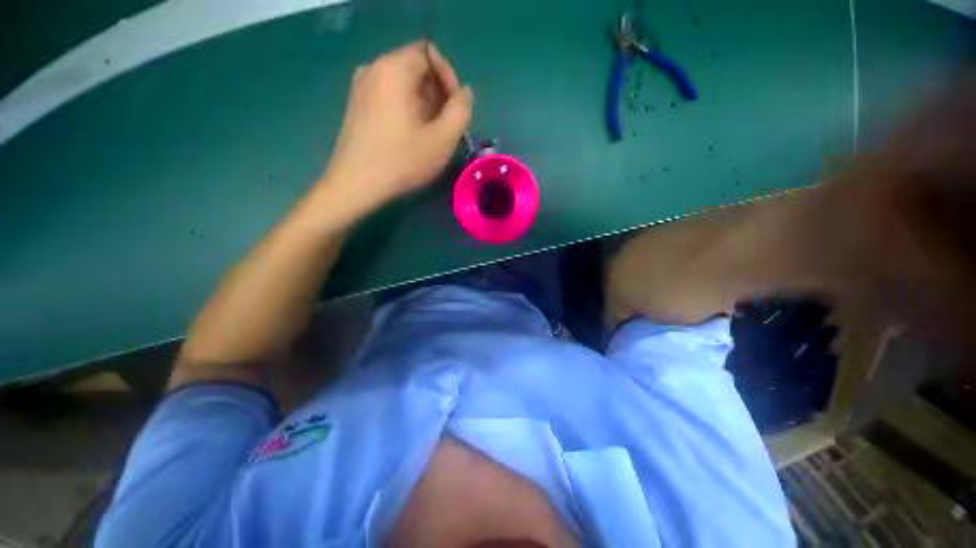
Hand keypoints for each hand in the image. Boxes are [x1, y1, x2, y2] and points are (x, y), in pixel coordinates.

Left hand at [320, 41, 473, 214]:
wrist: (357, 185)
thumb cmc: (403, 161)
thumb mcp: (443, 139)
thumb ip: (461, 110)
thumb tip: (464, 93)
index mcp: (393, 68)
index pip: (429, 53)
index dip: (449, 78)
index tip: (455, 109)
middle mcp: (373, 68)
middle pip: (416, 68)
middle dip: (438, 95)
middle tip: (446, 127)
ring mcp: (361, 87)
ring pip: (403, 85)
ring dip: (424, 105)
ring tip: (431, 136)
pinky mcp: (357, 106)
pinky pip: (389, 97)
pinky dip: (407, 111)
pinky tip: (411, 138)